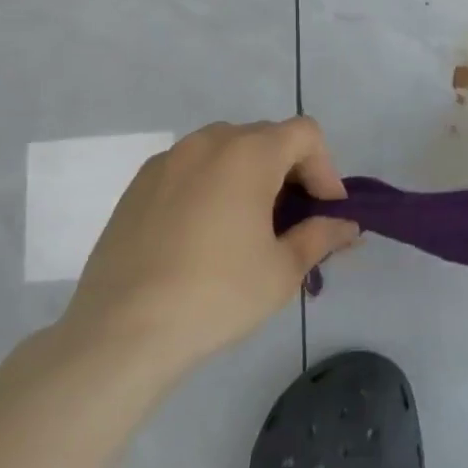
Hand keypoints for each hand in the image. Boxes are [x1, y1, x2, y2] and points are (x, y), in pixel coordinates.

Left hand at [59, 118, 359, 382]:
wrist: (121, 333)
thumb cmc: (217, 294)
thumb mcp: (284, 269)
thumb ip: (322, 236)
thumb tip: (347, 226)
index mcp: (249, 153)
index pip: (305, 134)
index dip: (325, 168)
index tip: (325, 211)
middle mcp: (207, 143)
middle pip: (266, 137)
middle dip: (291, 171)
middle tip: (294, 220)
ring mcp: (166, 162)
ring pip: (226, 150)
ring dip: (250, 175)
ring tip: (250, 225)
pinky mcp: (136, 187)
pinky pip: (190, 170)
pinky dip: (212, 186)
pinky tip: (206, 234)